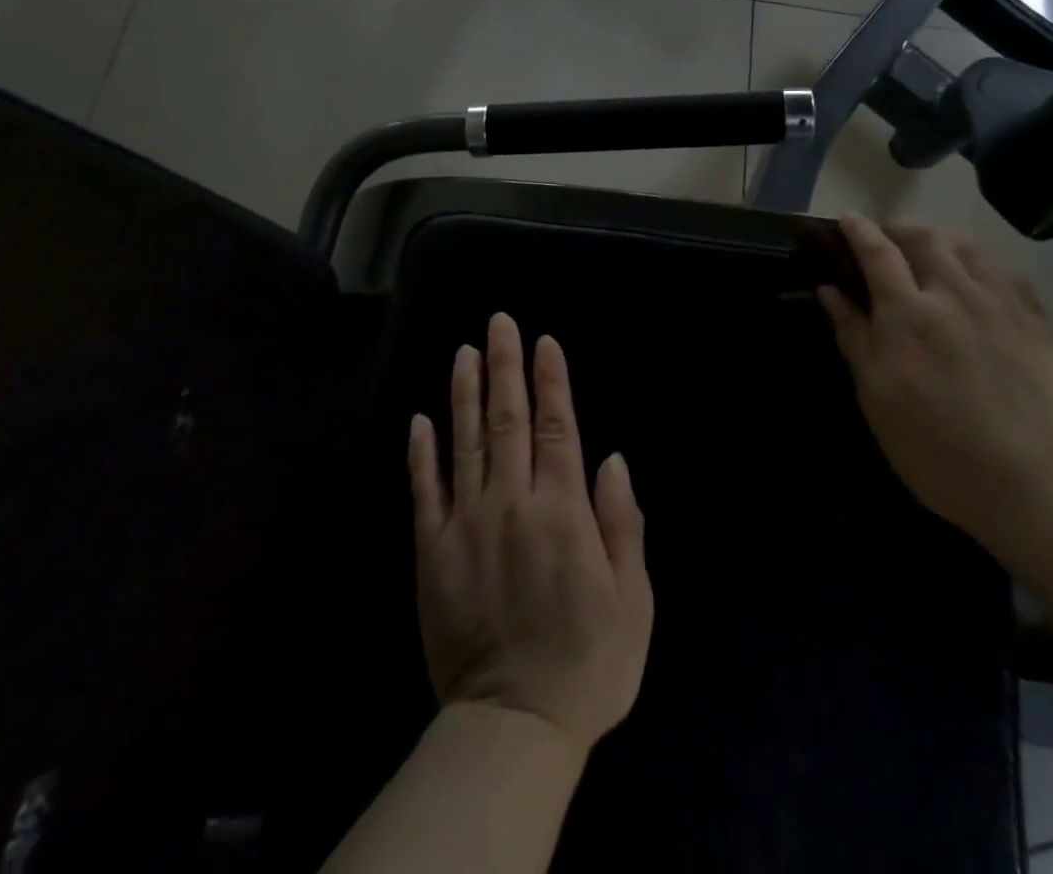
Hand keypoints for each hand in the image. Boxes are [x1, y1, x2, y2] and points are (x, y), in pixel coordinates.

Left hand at [408, 313, 652, 752]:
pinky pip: (424, 491)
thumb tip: (610, 458)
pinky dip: (422, 452)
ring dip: (465, 392)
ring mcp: (465, 524)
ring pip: (465, 441)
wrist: (514, 729)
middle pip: (508, 420)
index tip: (543, 342)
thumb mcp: (632, 601)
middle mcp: (511, 503)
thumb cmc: (587, 664)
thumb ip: (622, 523)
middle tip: (499, 323)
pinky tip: (421, 419)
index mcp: (562, 511)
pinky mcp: (432, 551)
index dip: (550, 381)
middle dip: (505, 366)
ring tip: (464, 351)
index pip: (556, 427)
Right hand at [817, 215, 1052, 555]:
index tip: (847, 219)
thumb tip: (830, 290)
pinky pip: (1009, 274)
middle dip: (900, 230)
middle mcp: (956, 296)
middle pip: (926, 239)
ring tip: (932, 254)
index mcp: (908, 314)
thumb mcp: (876, 399)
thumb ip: (854, 337)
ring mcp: (1004, 307)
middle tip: (888, 241)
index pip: (878, 253)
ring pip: (970, 249)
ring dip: (942, 241)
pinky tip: (979, 282)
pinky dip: (984, 266)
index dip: (859, 231)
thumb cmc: (936, 449)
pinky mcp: (1040, 325)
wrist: (1034, 490)